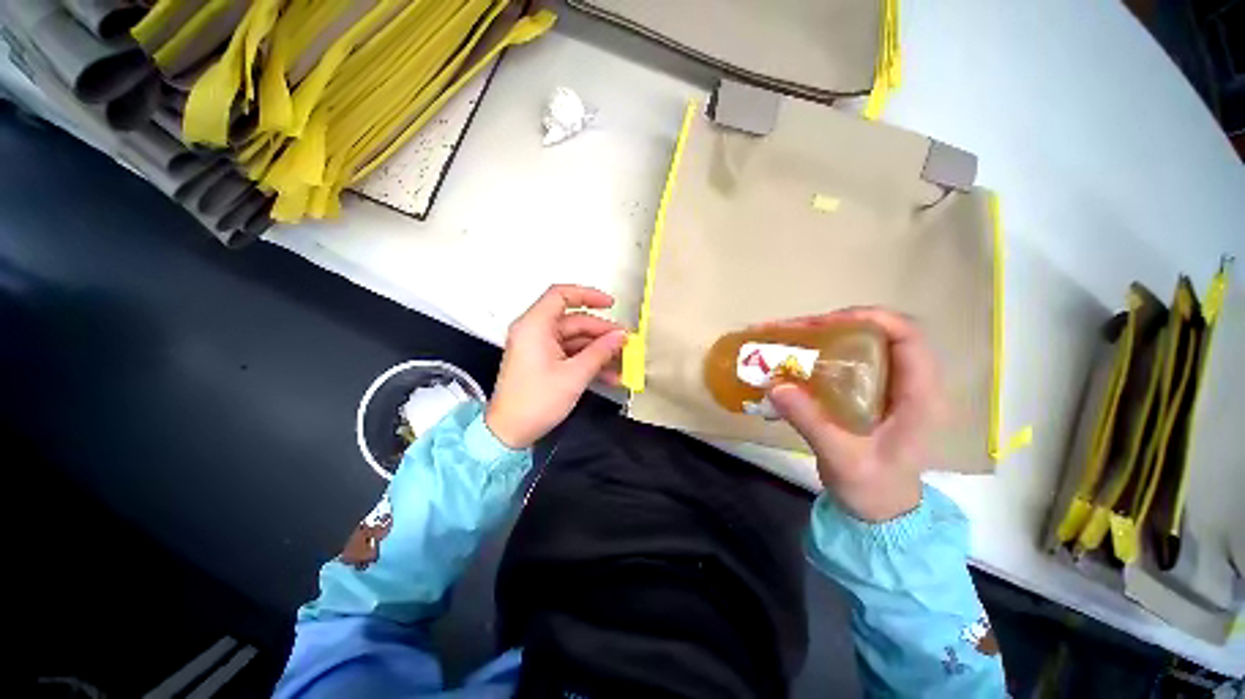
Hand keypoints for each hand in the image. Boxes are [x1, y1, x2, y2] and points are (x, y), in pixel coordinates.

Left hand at [485, 284, 627, 449]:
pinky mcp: (543, 361)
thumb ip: (600, 352)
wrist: (509, 432)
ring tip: (622, 360)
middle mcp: (535, 331)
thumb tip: (620, 336)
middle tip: (625, 342)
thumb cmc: (535, 402)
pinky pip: (570, 353)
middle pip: (574, 321)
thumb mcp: (574, 375)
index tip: (610, 304)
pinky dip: (588, 361)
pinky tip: (609, 374)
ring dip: (598, 349)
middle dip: (601, 332)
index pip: (561, 295)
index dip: (588, 295)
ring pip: (575, 339)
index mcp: (535, 326)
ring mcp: (539, 347)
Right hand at [768, 309, 940, 521]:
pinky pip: (847, 360)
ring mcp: (889, 387)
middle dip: (834, 324)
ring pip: (860, 344)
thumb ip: (811, 423)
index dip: (871, 319)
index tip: (826, 322)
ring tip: (786, 338)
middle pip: (878, 334)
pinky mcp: (870, 393)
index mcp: (919, 396)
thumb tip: (776, 385)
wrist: (882, 512)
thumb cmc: (874, 490)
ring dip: (823, 336)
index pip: (908, 337)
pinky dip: (819, 352)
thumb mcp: (842, 459)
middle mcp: (908, 383)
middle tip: (793, 330)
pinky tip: (793, 358)